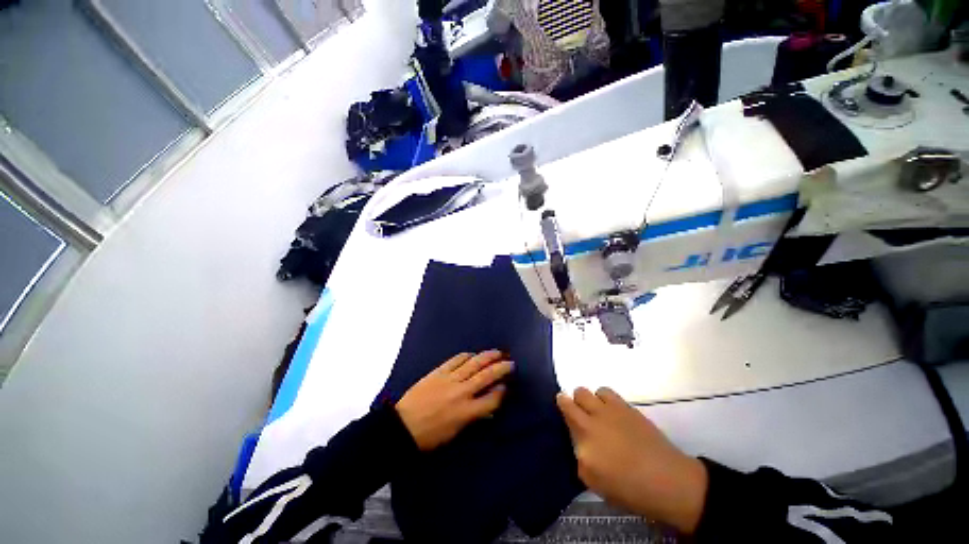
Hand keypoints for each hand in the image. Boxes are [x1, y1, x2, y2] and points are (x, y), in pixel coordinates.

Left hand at [396, 350, 512, 450]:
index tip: (507, 386)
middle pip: (487, 376)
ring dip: (488, 356)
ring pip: (474, 363)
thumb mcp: (455, 434)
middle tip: (511, 363)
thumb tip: (487, 408)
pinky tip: (473, 354)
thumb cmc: (429, 437)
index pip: (492, 398)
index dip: (502, 391)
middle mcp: (462, 392)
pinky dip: (467, 356)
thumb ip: (473, 418)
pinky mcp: (439, 372)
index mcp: (467, 412)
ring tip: (497, 352)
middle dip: (501, 368)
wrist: (402, 427)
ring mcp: (450, 379)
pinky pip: (456, 360)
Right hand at [556, 387, 707, 534]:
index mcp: (583, 445)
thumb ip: (581, 459)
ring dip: (586, 400)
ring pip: (586, 391)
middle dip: (570, 402)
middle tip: (576, 413)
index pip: (564, 416)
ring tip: (595, 412)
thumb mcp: (596, 484)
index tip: (564, 414)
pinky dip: (602, 397)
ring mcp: (608, 412)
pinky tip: (609, 410)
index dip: (562, 410)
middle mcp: (592, 422)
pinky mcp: (624, 406)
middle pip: (571, 398)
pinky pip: (604, 391)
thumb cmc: (631, 490)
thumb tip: (579, 444)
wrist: (668, 481)